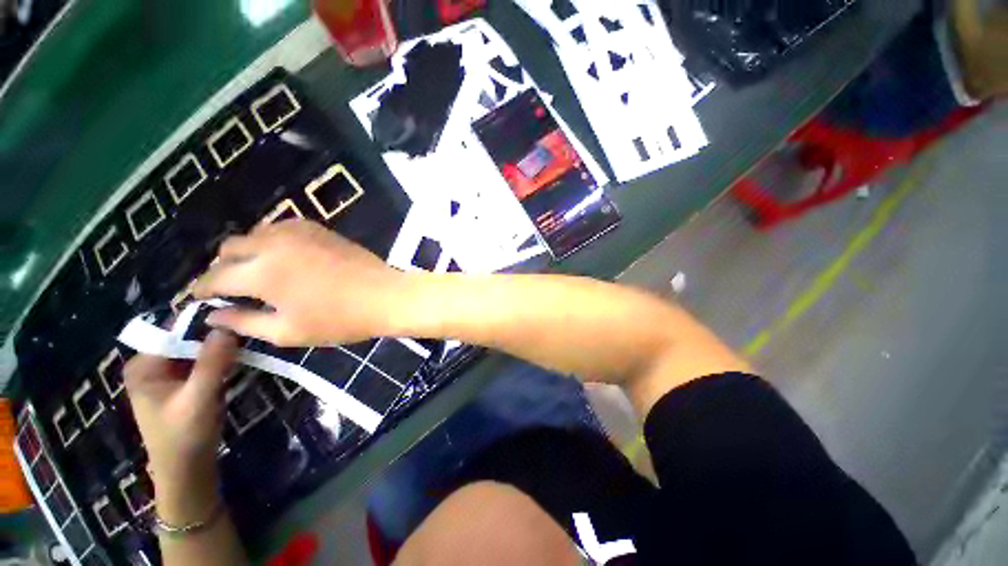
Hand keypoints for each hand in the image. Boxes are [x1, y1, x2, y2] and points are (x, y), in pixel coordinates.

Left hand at [124, 331, 237, 521]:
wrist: (187, 472)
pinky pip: (201, 361)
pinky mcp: (181, 384)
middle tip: (247, 329)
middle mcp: (150, 364)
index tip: (237, 315)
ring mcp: (166, 375)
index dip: (205, 321)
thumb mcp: (199, 398)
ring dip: (220, 347)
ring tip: (247, 341)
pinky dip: (219, 359)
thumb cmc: (185, 437)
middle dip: (215, 335)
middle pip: (186, 338)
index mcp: (143, 365)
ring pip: (196, 350)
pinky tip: (238, 358)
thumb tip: (229, 325)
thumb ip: (212, 361)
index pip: (174, 330)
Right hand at [193, 220, 408, 345]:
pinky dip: (272, 241)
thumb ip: (244, 322)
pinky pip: (281, 228)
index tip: (199, 299)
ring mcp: (298, 231)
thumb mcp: (288, 332)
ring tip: (258, 272)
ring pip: (254, 233)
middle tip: (232, 288)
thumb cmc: (340, 320)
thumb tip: (212, 316)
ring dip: (247, 251)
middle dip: (223, 267)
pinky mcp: (318, 228)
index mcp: (262, 273)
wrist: (385, 296)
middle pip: (229, 248)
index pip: (214, 277)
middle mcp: (273, 244)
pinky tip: (284, 257)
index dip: (201, 289)